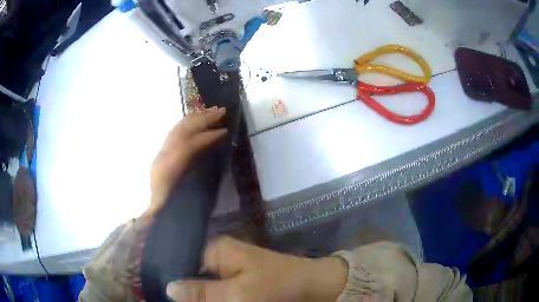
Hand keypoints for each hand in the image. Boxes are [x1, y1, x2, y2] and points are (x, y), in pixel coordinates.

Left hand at [145, 107, 226, 216]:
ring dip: (196, 118)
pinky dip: (187, 123)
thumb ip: (198, 185)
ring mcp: (162, 153)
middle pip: (182, 131)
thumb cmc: (168, 211)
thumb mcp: (184, 203)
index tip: (225, 131)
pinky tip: (197, 120)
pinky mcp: (163, 154)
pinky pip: (175, 133)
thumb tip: (211, 171)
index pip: (188, 146)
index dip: (207, 137)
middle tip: (222, 111)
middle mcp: (163, 157)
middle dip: (203, 119)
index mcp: (168, 170)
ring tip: (212, 110)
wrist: (152, 214)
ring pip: (178, 129)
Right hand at [166, 237, 347, 301]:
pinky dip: (213, 297)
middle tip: (175, 301)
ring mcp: (229, 270)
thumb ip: (202, 292)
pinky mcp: (239, 281)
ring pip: (205, 286)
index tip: (162, 294)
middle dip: (188, 293)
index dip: (173, 279)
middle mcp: (219, 257)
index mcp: (215, 250)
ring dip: (200, 297)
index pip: (182, 263)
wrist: (314, 286)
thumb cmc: (277, 286)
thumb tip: (168, 288)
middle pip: (192, 276)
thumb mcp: (238, 293)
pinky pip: (219, 290)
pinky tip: (204, 300)